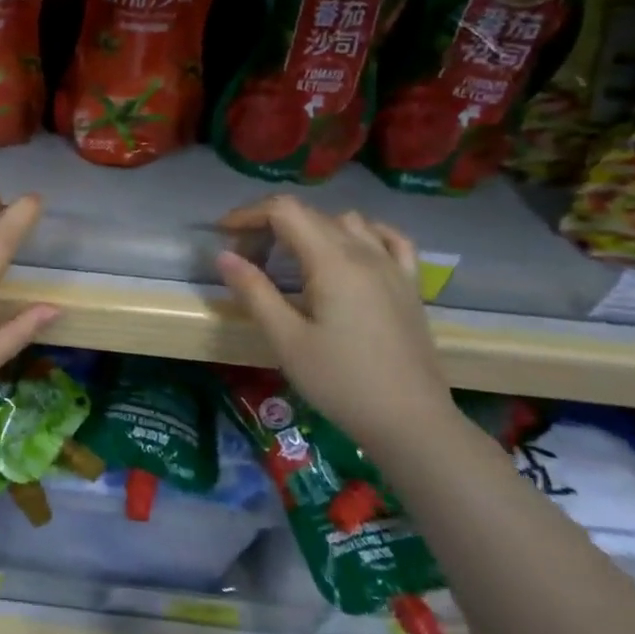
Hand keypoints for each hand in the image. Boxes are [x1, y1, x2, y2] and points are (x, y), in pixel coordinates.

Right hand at [215, 196, 453, 451]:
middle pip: (310, 214)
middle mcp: (365, 253)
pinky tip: (348, 251)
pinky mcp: (409, 286)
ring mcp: (393, 267)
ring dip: (310, 227)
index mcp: (333, 262)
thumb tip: (223, 256)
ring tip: (289, 257)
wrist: (412, 423)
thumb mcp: (286, 340)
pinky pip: (388, 239)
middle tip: (244, 257)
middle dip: (269, 224)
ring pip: (346, 221)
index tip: (223, 235)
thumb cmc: (341, 382)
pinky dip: (361, 234)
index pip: (285, 211)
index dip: (248, 214)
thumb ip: (254, 292)